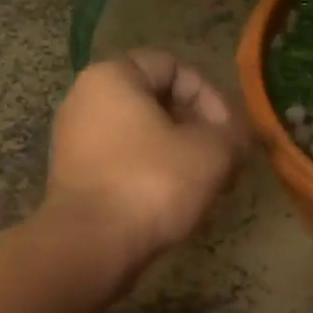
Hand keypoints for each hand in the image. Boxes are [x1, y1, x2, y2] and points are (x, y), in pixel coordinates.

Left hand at [45, 50, 247, 264]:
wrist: (92, 246)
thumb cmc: (153, 183)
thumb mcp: (213, 152)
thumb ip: (233, 133)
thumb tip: (237, 136)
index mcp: (112, 76)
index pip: (173, 66)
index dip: (210, 96)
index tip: (230, 133)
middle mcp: (85, 99)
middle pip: (157, 102)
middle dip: (198, 129)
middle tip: (224, 161)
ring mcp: (75, 140)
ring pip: (143, 135)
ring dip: (180, 155)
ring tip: (206, 185)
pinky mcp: (75, 178)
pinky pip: (124, 162)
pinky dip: (153, 174)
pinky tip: (177, 202)